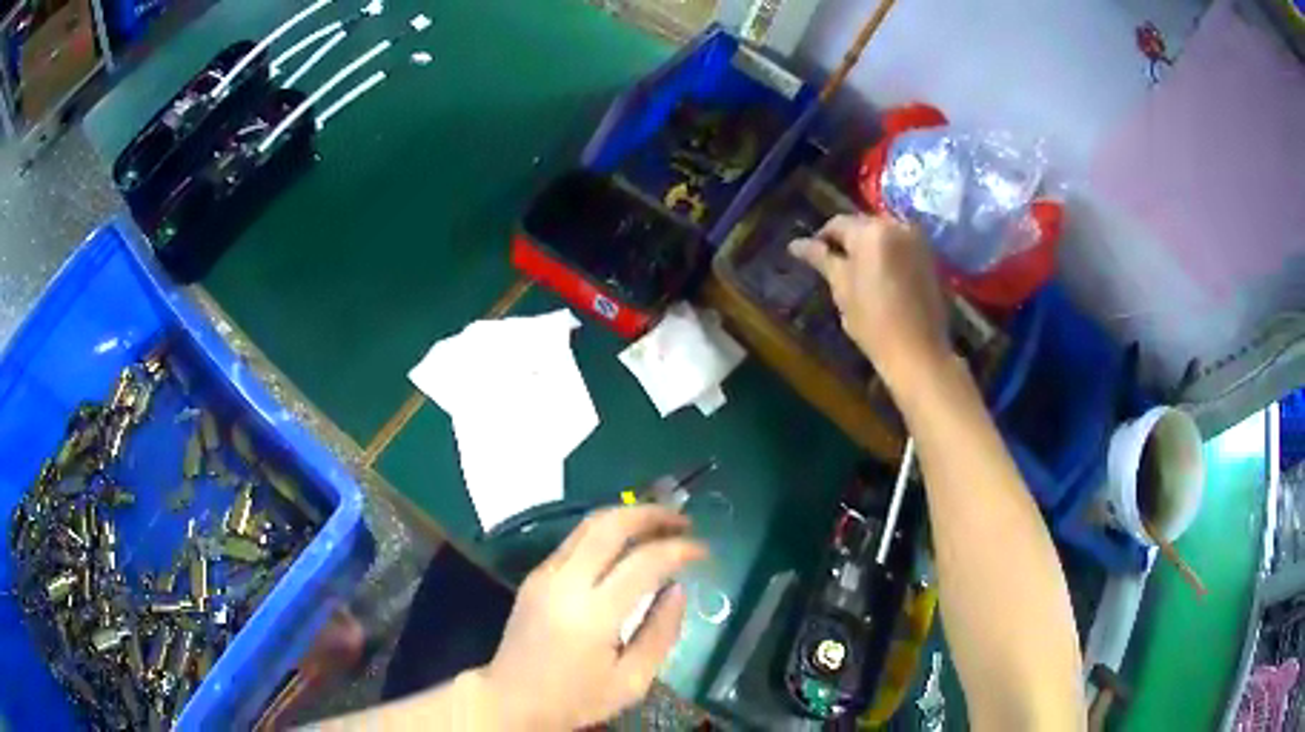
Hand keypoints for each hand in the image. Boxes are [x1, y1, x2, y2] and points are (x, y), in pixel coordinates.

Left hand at [479, 506, 706, 729]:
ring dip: (628, 515)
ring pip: (588, 525)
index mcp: (592, 614)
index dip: (679, 550)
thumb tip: (677, 589)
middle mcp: (565, 583)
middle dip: (651, 514)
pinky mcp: (534, 576)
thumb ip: (661, 633)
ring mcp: (545, 575)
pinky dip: (607, 531)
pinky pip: (575, 541)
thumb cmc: (576, 699)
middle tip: (683, 520)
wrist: (511, 700)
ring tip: (661, 523)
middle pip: (610, 525)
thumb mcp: (632, 681)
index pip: (643, 562)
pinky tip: (627, 543)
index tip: (704, 551)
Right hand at [790, 214, 951, 390]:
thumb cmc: (873, 321)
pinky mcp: (930, 258)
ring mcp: (918, 241)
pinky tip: (880, 278)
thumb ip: (821, 259)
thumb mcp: (842, 288)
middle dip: (847, 243)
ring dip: (868, 249)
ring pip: (883, 236)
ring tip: (856, 273)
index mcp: (871, 231)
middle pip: (862, 226)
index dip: (821, 239)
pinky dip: (887, 256)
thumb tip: (795, 244)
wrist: (918, 352)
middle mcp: (897, 226)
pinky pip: (900, 247)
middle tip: (833, 267)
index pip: (837, 224)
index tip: (811, 258)